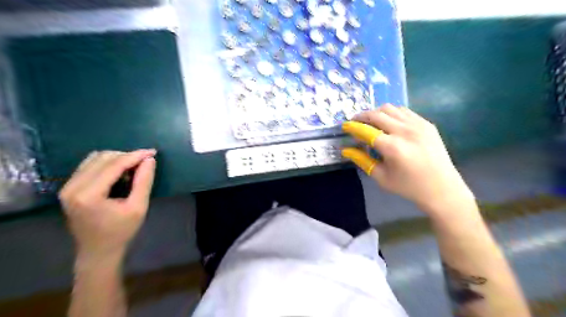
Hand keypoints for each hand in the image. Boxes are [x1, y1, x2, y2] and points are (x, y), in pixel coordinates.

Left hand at [58, 149, 155, 259]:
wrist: (98, 251)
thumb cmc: (121, 231)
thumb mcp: (138, 207)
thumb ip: (144, 181)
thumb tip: (149, 160)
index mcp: (88, 194)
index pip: (113, 165)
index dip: (135, 156)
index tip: (153, 152)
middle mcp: (72, 187)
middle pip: (103, 158)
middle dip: (127, 156)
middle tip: (146, 161)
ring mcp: (67, 187)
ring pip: (95, 159)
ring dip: (117, 159)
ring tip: (134, 167)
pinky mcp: (69, 188)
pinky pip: (89, 165)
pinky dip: (108, 164)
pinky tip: (120, 172)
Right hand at [342, 105, 473, 216]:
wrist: (442, 188)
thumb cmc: (408, 186)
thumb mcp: (381, 177)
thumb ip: (362, 160)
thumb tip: (346, 149)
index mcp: (393, 147)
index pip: (366, 130)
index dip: (352, 127)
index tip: (344, 127)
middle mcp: (405, 131)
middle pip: (376, 114)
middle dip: (361, 116)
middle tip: (354, 123)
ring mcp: (418, 124)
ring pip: (390, 108)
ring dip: (376, 113)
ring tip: (370, 122)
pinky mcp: (426, 124)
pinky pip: (404, 111)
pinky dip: (391, 114)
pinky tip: (389, 123)